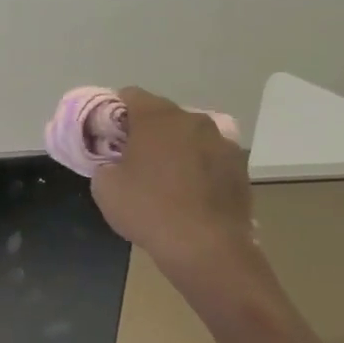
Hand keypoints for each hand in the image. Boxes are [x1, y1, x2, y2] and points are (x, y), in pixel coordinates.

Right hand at [90, 88, 254, 269]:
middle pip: (163, 115)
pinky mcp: (239, 167)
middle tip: (132, 157)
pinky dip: (197, 167)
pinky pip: (209, 157)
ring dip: (175, 148)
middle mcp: (192, 120)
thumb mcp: (104, 187)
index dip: (114, 111)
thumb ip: (105, 164)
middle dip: (146, 130)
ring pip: (189, 136)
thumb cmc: (148, 210)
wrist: (206, 247)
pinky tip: (189, 193)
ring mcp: (222, 142)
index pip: (131, 95)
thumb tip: (114, 164)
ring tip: (164, 178)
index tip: (107, 134)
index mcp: (157, 118)